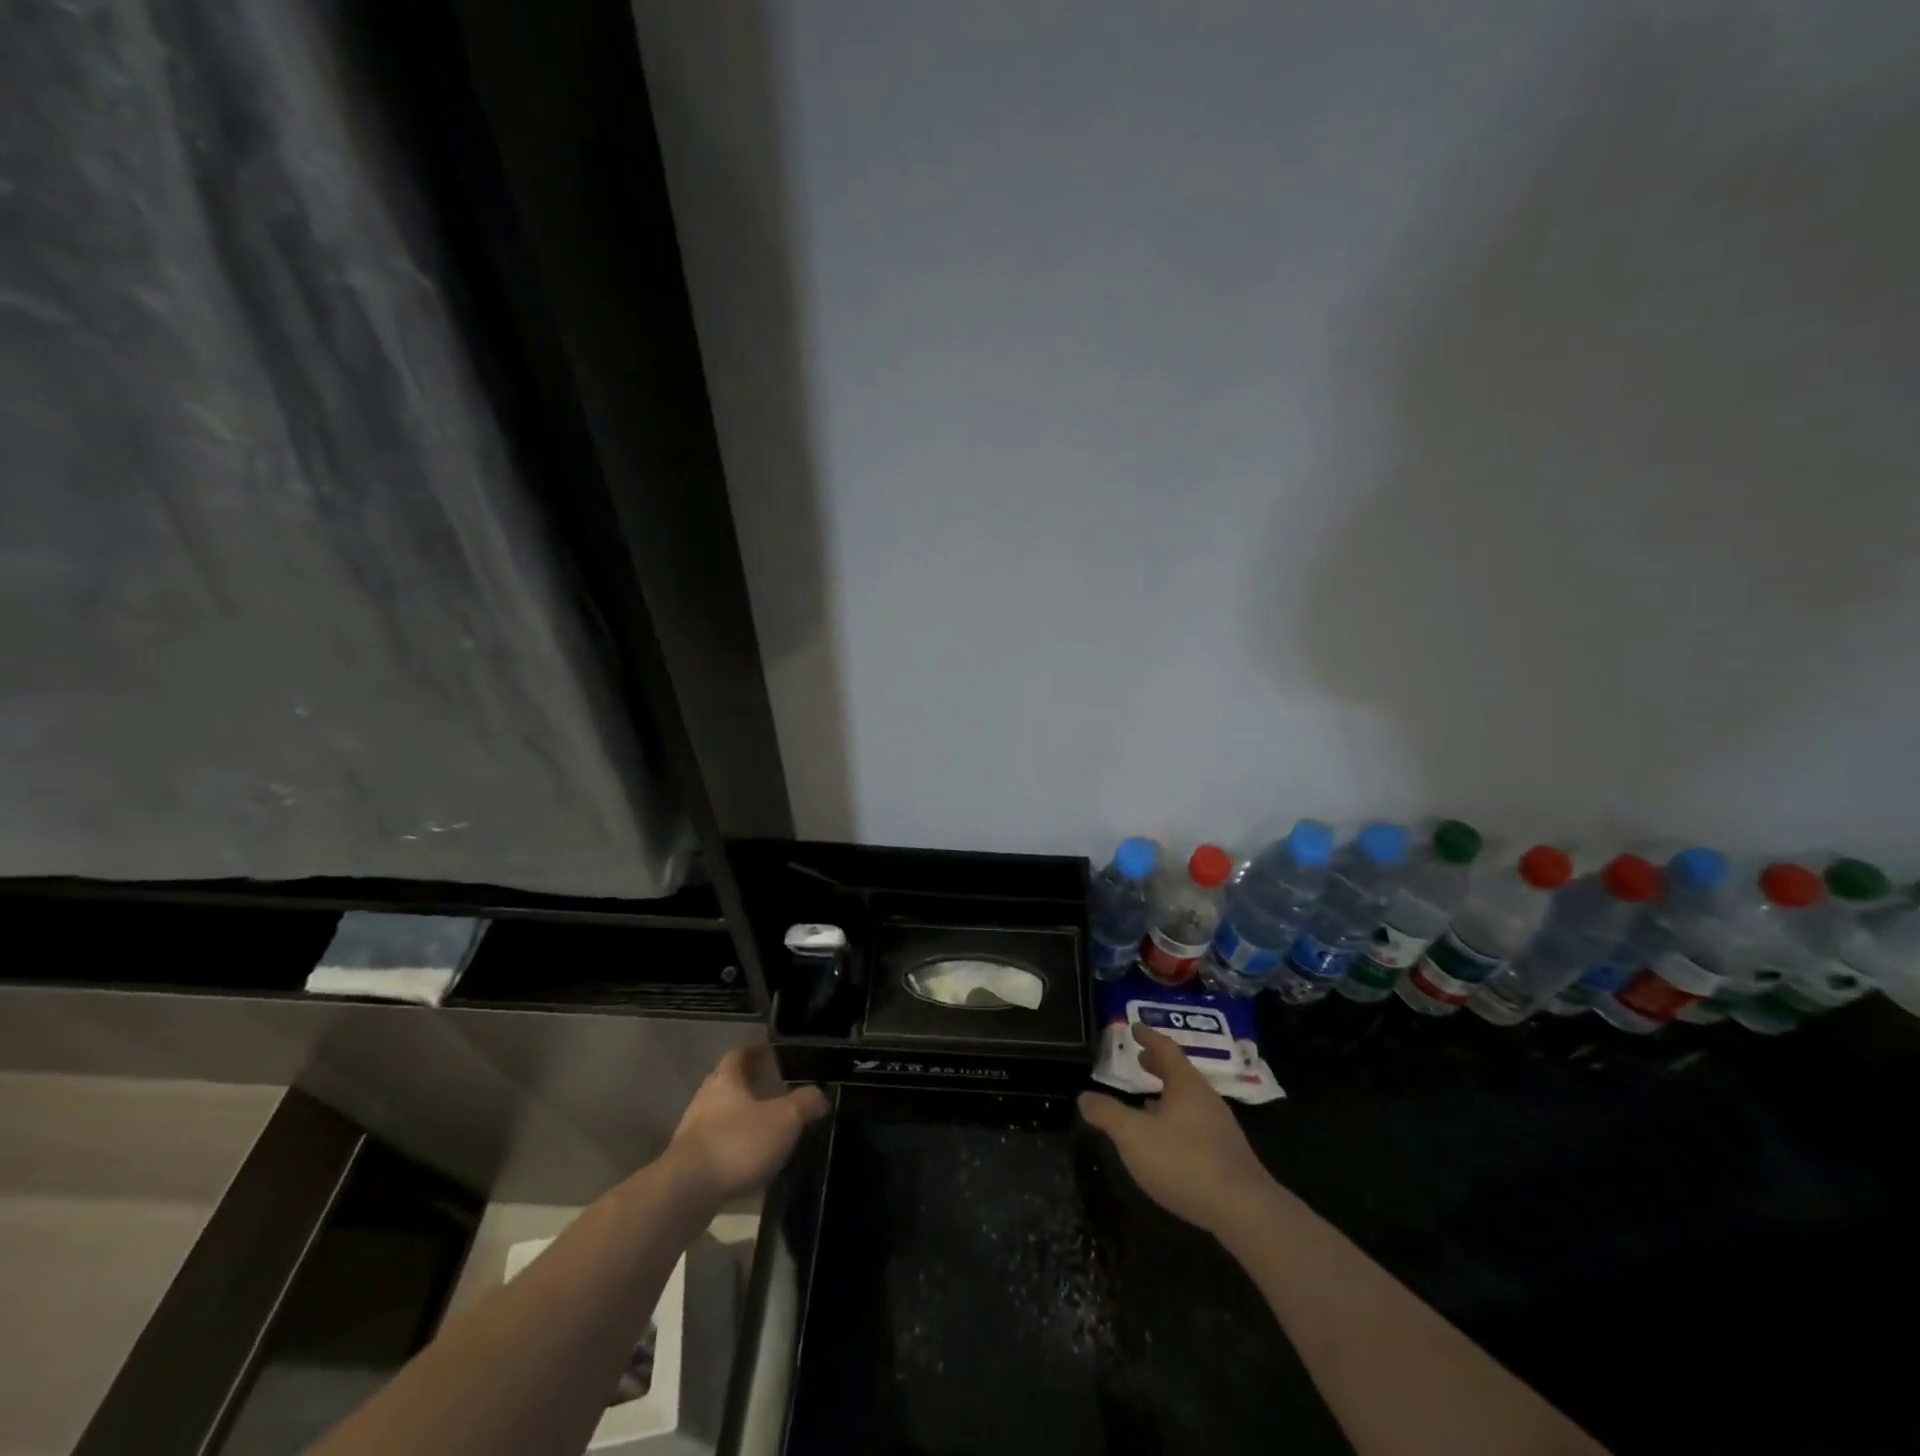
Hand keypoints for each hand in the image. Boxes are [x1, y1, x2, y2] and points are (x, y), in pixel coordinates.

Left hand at [666, 1044, 828, 1205]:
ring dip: (740, 1118)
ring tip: (766, 1126)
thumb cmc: (737, 1144)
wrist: (685, 1194)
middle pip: (727, 1084)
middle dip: (748, 1085)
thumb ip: (805, 1104)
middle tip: (772, 1088)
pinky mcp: (688, 1165)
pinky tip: (750, 1161)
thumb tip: (820, 1095)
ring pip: (720, 1116)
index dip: (755, 1051)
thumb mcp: (783, 1120)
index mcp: (726, 1080)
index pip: (739, 1054)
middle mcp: (705, 1100)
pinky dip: (733, 1147)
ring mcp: (692, 1134)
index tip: (770, 1051)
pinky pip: (716, 1147)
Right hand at [1079, 1025, 1274, 1239]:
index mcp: (1186, 1085)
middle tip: (1141, 1058)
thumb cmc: (1185, 1162)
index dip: (1148, 1037)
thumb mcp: (1134, 1136)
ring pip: (1188, 1101)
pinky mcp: (1226, 1156)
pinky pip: (1195, 1125)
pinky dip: (1176, 1120)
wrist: (1244, 1211)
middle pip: (1180, 1074)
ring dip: (1166, 1095)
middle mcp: (1206, 1099)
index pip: (1166, 1049)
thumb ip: (1108, 1114)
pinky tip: (1166, 1141)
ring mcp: (1220, 1128)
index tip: (1135, 1027)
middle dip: (1158, 1065)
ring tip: (1146, 1101)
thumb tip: (1084, 1097)